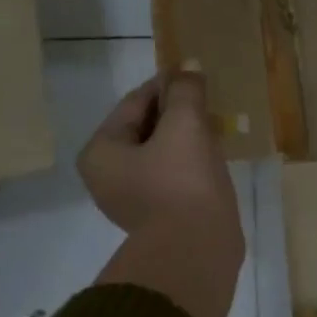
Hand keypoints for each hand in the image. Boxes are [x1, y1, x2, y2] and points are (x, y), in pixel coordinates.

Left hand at [79, 72, 244, 316]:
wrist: (197, 248)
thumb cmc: (182, 181)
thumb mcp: (185, 125)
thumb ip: (185, 92)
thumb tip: (188, 68)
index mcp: (101, 152)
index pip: (135, 103)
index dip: (167, 85)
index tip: (195, 75)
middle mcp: (107, 176)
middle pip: (146, 128)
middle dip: (177, 113)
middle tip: (210, 102)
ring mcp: (132, 199)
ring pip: (162, 153)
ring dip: (186, 138)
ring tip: (216, 126)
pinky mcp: (159, 216)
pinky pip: (174, 176)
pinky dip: (191, 163)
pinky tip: (214, 158)